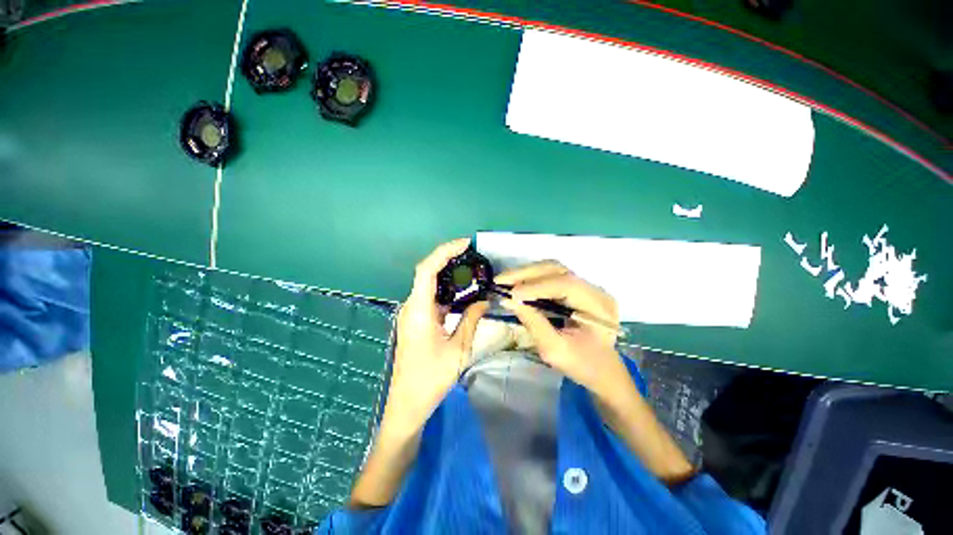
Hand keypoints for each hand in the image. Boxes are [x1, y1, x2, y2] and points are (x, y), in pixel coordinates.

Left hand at [385, 238, 487, 432]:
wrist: (408, 402)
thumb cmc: (432, 377)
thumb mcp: (459, 348)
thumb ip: (471, 320)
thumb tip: (483, 300)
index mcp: (419, 310)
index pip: (427, 270)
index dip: (444, 252)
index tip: (465, 244)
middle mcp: (411, 306)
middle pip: (427, 273)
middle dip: (449, 259)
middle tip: (473, 256)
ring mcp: (412, 313)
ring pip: (429, 285)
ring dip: (448, 275)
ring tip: (471, 271)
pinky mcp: (415, 320)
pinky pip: (431, 298)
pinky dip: (446, 291)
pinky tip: (462, 293)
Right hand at [496, 261, 628, 399]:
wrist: (602, 371)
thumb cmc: (582, 366)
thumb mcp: (554, 350)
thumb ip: (533, 322)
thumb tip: (508, 300)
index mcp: (599, 308)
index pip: (566, 285)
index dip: (537, 287)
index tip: (511, 294)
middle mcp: (596, 290)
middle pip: (558, 270)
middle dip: (526, 273)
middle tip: (500, 281)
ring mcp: (587, 287)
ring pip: (553, 269)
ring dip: (526, 273)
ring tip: (504, 281)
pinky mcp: (578, 288)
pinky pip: (552, 277)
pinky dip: (531, 279)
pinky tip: (517, 285)